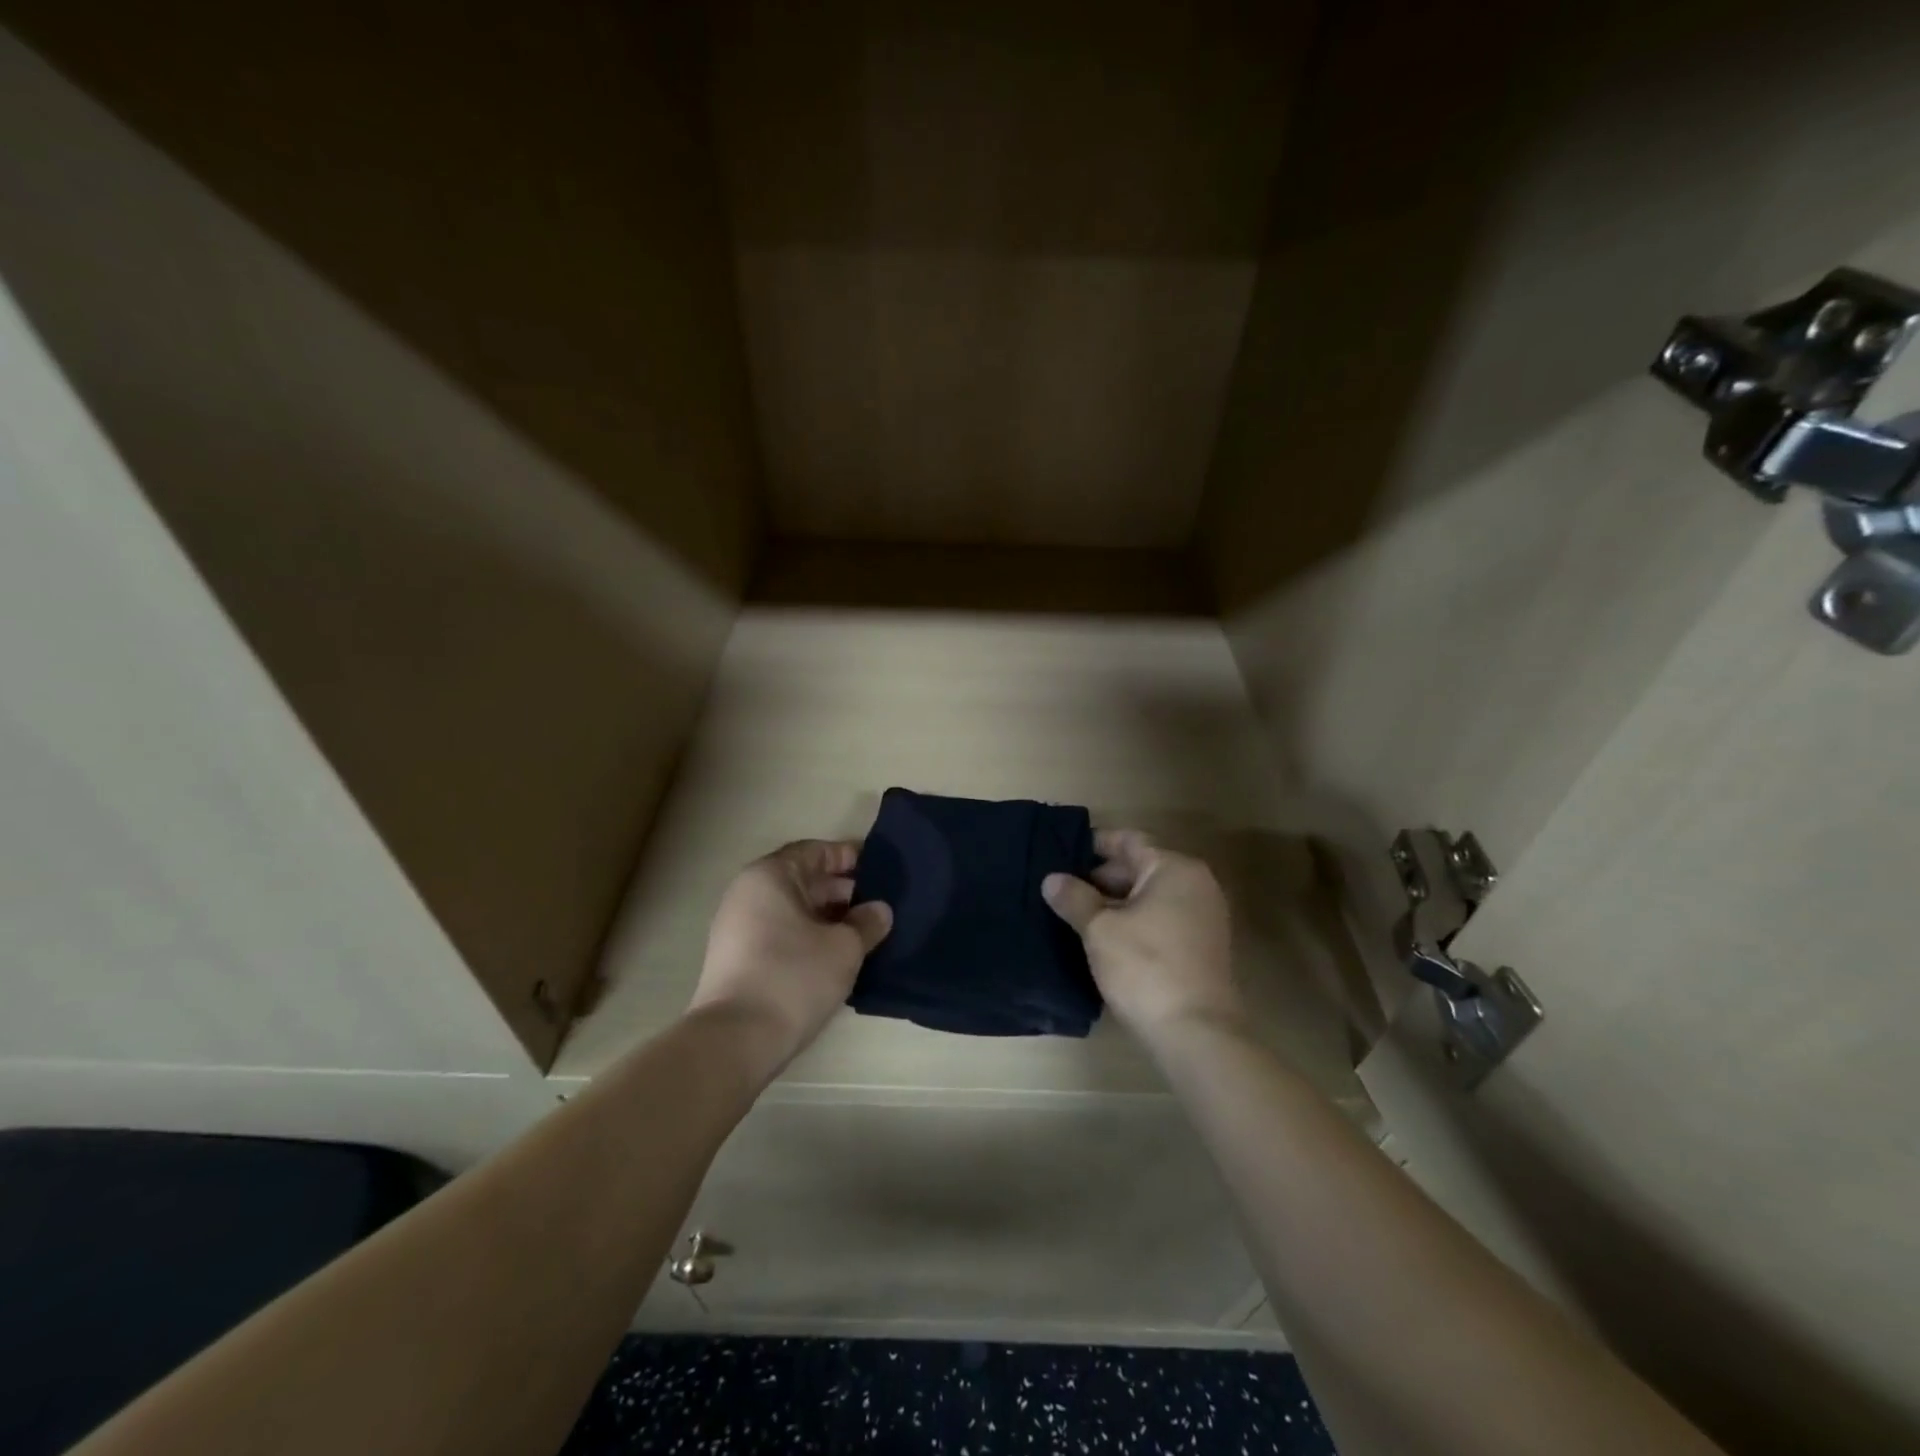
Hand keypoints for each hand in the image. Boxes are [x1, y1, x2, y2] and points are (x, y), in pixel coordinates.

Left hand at [689, 840, 891, 1065]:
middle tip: (879, 905)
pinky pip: (781, 933)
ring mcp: (738, 927)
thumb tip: (879, 910)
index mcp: (770, 876)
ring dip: (828, 917)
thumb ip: (867, 922)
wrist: (735, 1040)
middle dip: (842, 890)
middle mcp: (748, 893)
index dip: (849, 857)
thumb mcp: (844, 947)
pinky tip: (836, 956)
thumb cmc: (793, 977)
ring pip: (793, 910)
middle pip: (802, 880)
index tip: (881, 870)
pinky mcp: (738, 959)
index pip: (815, 851)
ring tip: (864, 932)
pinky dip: (809, 937)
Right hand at [1042, 829, 1243, 1044]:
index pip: (1129, 841)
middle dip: (1101, 877)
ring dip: (1116, 902)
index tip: (1063, 850)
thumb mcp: (1100, 930)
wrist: (1196, 1033)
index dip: (1095, 844)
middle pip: (1141, 867)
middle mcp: (1196, 884)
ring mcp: (1204, 916)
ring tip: (1077, 913)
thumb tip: (1052, 879)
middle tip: (1064, 888)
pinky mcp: (1203, 946)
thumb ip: (1074, 898)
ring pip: (1151, 896)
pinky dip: (1135, 920)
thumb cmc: (1146, 968)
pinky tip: (1106, 938)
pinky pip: (1162, 918)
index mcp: (1175, 869)